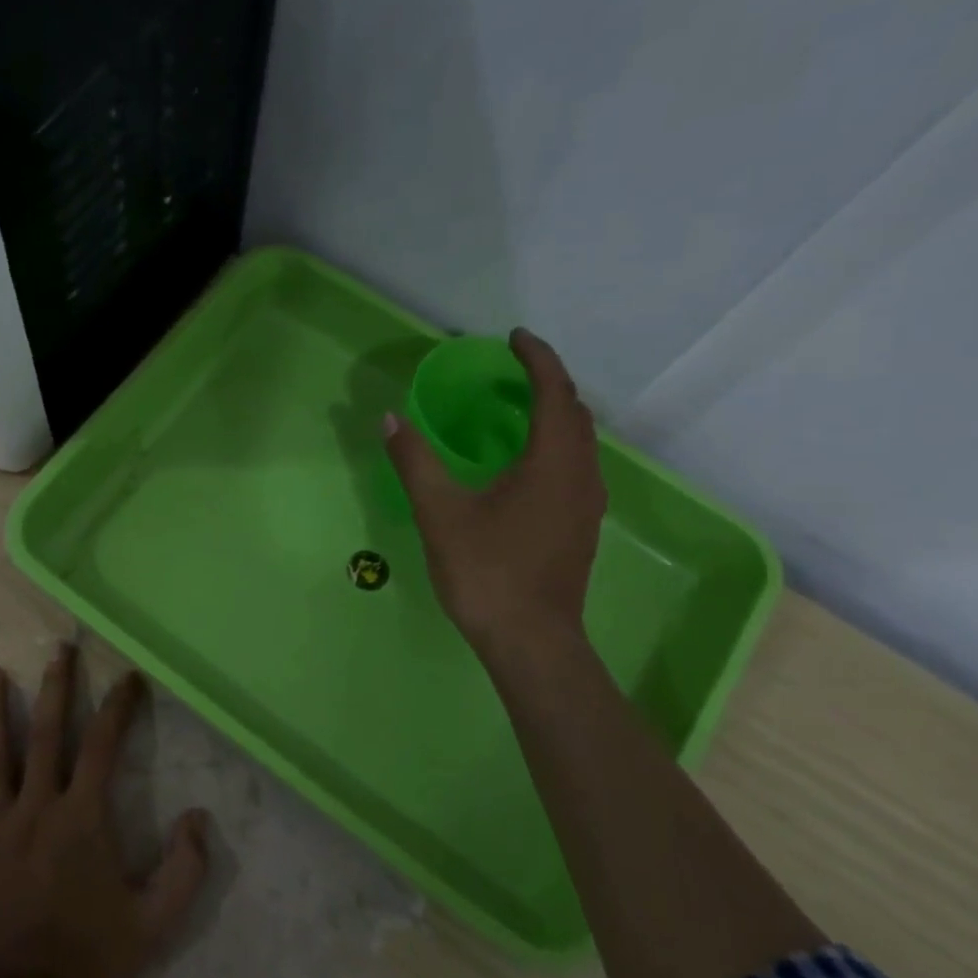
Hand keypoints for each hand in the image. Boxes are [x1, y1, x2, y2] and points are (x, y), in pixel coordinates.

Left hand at [0, 646, 211, 977]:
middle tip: (60, 649)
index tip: (129, 677)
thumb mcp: (153, 926)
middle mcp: (37, 806)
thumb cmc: (84, 961)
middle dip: (57, 687)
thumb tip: (198, 817)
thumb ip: (184, 871)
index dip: (119, 707)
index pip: (103, 746)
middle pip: (47, 733)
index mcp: (82, 819)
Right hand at [385, 328, 606, 657]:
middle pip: (575, 412)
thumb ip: (415, 461)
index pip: (555, 391)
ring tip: (514, 410)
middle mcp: (581, 474)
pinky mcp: (581, 526)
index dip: (537, 359)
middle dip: (546, 383)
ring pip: (579, 441)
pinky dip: (554, 444)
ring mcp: (586, 503)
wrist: (530, 639)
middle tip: (508, 373)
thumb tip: (390, 418)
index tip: (513, 338)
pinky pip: (575, 465)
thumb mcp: (440, 513)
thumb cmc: (486, 571)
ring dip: (553, 415)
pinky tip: (522, 464)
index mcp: (552, 462)